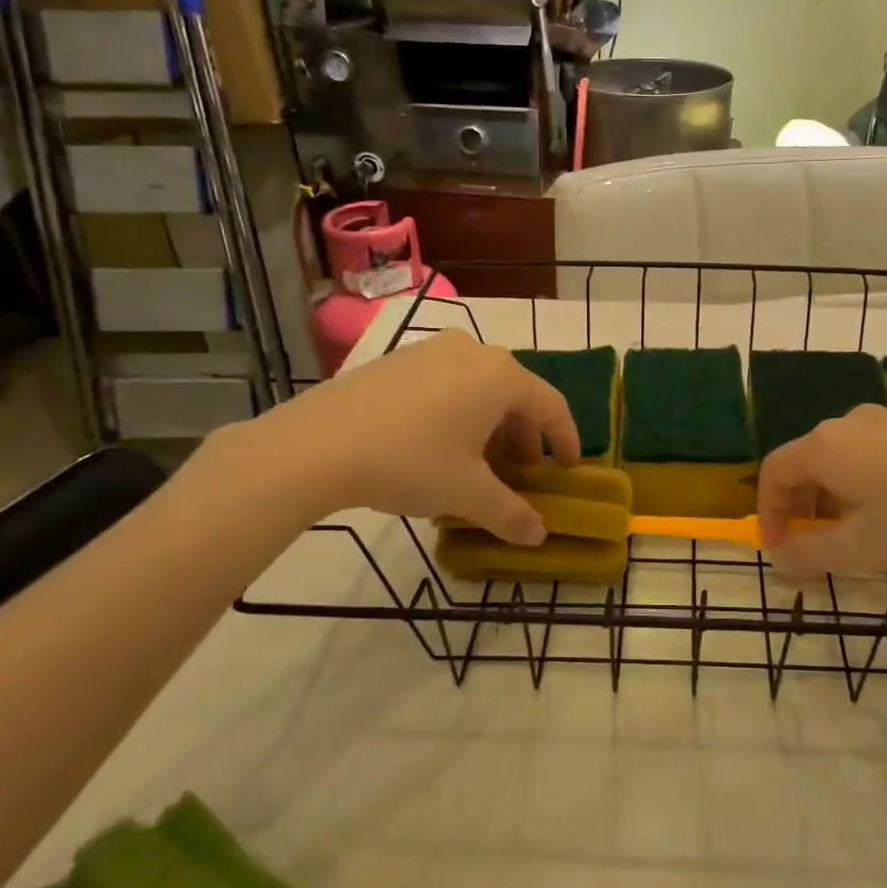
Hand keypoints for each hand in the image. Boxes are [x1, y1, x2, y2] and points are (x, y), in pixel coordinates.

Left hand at [215, 330, 580, 541]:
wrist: (316, 444)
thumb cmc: (410, 462)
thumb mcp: (467, 494)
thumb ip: (511, 514)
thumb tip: (539, 537)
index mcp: (501, 376)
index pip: (552, 405)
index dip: (567, 439)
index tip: (569, 468)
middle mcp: (473, 352)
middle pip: (516, 394)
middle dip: (525, 437)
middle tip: (522, 473)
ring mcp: (431, 351)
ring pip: (480, 388)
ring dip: (491, 425)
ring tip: (480, 463)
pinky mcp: (398, 360)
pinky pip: (447, 383)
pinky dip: (459, 412)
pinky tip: (439, 445)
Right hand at [757, 405, 886, 574]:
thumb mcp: (863, 549)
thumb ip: (811, 555)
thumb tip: (778, 559)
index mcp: (826, 446)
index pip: (774, 471)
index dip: (768, 511)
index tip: (779, 549)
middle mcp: (848, 424)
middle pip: (805, 462)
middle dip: (799, 507)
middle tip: (812, 546)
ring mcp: (886, 421)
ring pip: (838, 459)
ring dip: (830, 498)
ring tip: (852, 535)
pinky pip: (868, 453)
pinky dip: (859, 484)